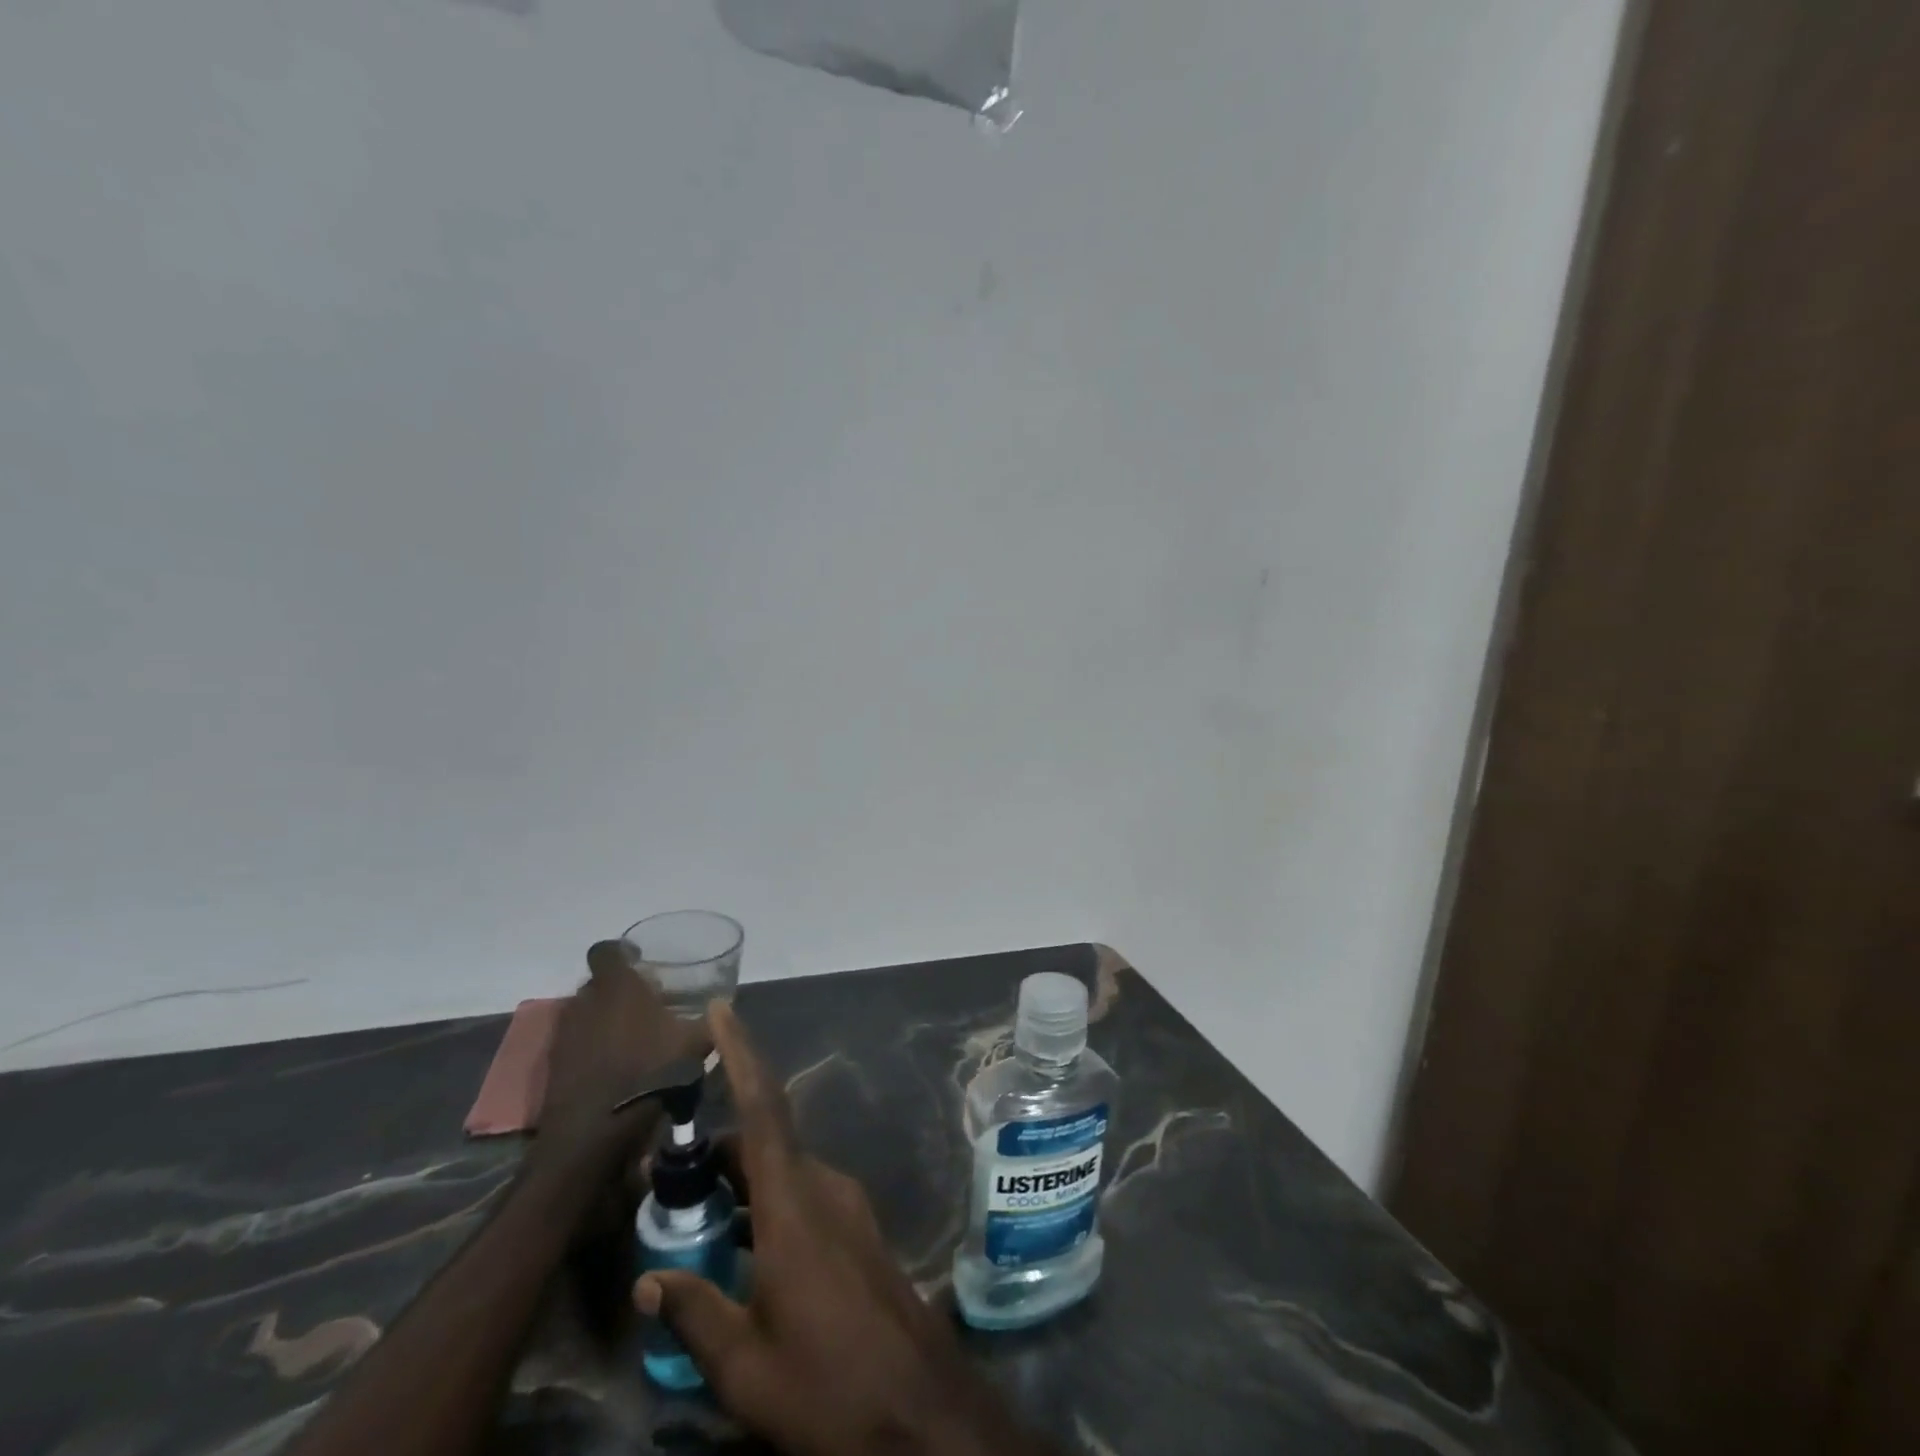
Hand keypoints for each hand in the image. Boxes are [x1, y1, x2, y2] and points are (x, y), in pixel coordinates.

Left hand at [536, 940, 709, 1175]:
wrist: (594, 1133)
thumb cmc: (650, 1072)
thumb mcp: (695, 1044)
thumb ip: (710, 1021)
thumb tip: (723, 1009)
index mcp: (617, 986)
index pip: (606, 950)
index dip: (621, 952)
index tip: (640, 961)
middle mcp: (585, 1001)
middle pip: (596, 982)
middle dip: (617, 988)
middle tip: (644, 1001)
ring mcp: (564, 1034)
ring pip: (585, 1013)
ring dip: (603, 1018)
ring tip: (631, 1035)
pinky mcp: (554, 1065)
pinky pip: (575, 1043)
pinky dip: (591, 1047)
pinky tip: (614, 1063)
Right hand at [632, 1002, 1057, 1455]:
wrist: (920, 1411)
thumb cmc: (827, 1385)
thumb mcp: (745, 1367)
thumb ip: (695, 1314)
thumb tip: (649, 1280)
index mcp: (794, 1205)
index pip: (762, 1109)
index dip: (742, 1055)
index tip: (721, 1012)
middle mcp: (823, 1189)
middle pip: (765, 1143)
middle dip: (718, 1149)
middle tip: (667, 1173)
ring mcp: (846, 1208)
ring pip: (783, 1172)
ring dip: (740, 1181)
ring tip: (690, 1211)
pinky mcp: (857, 1233)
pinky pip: (801, 1197)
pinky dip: (764, 1204)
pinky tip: (738, 1246)